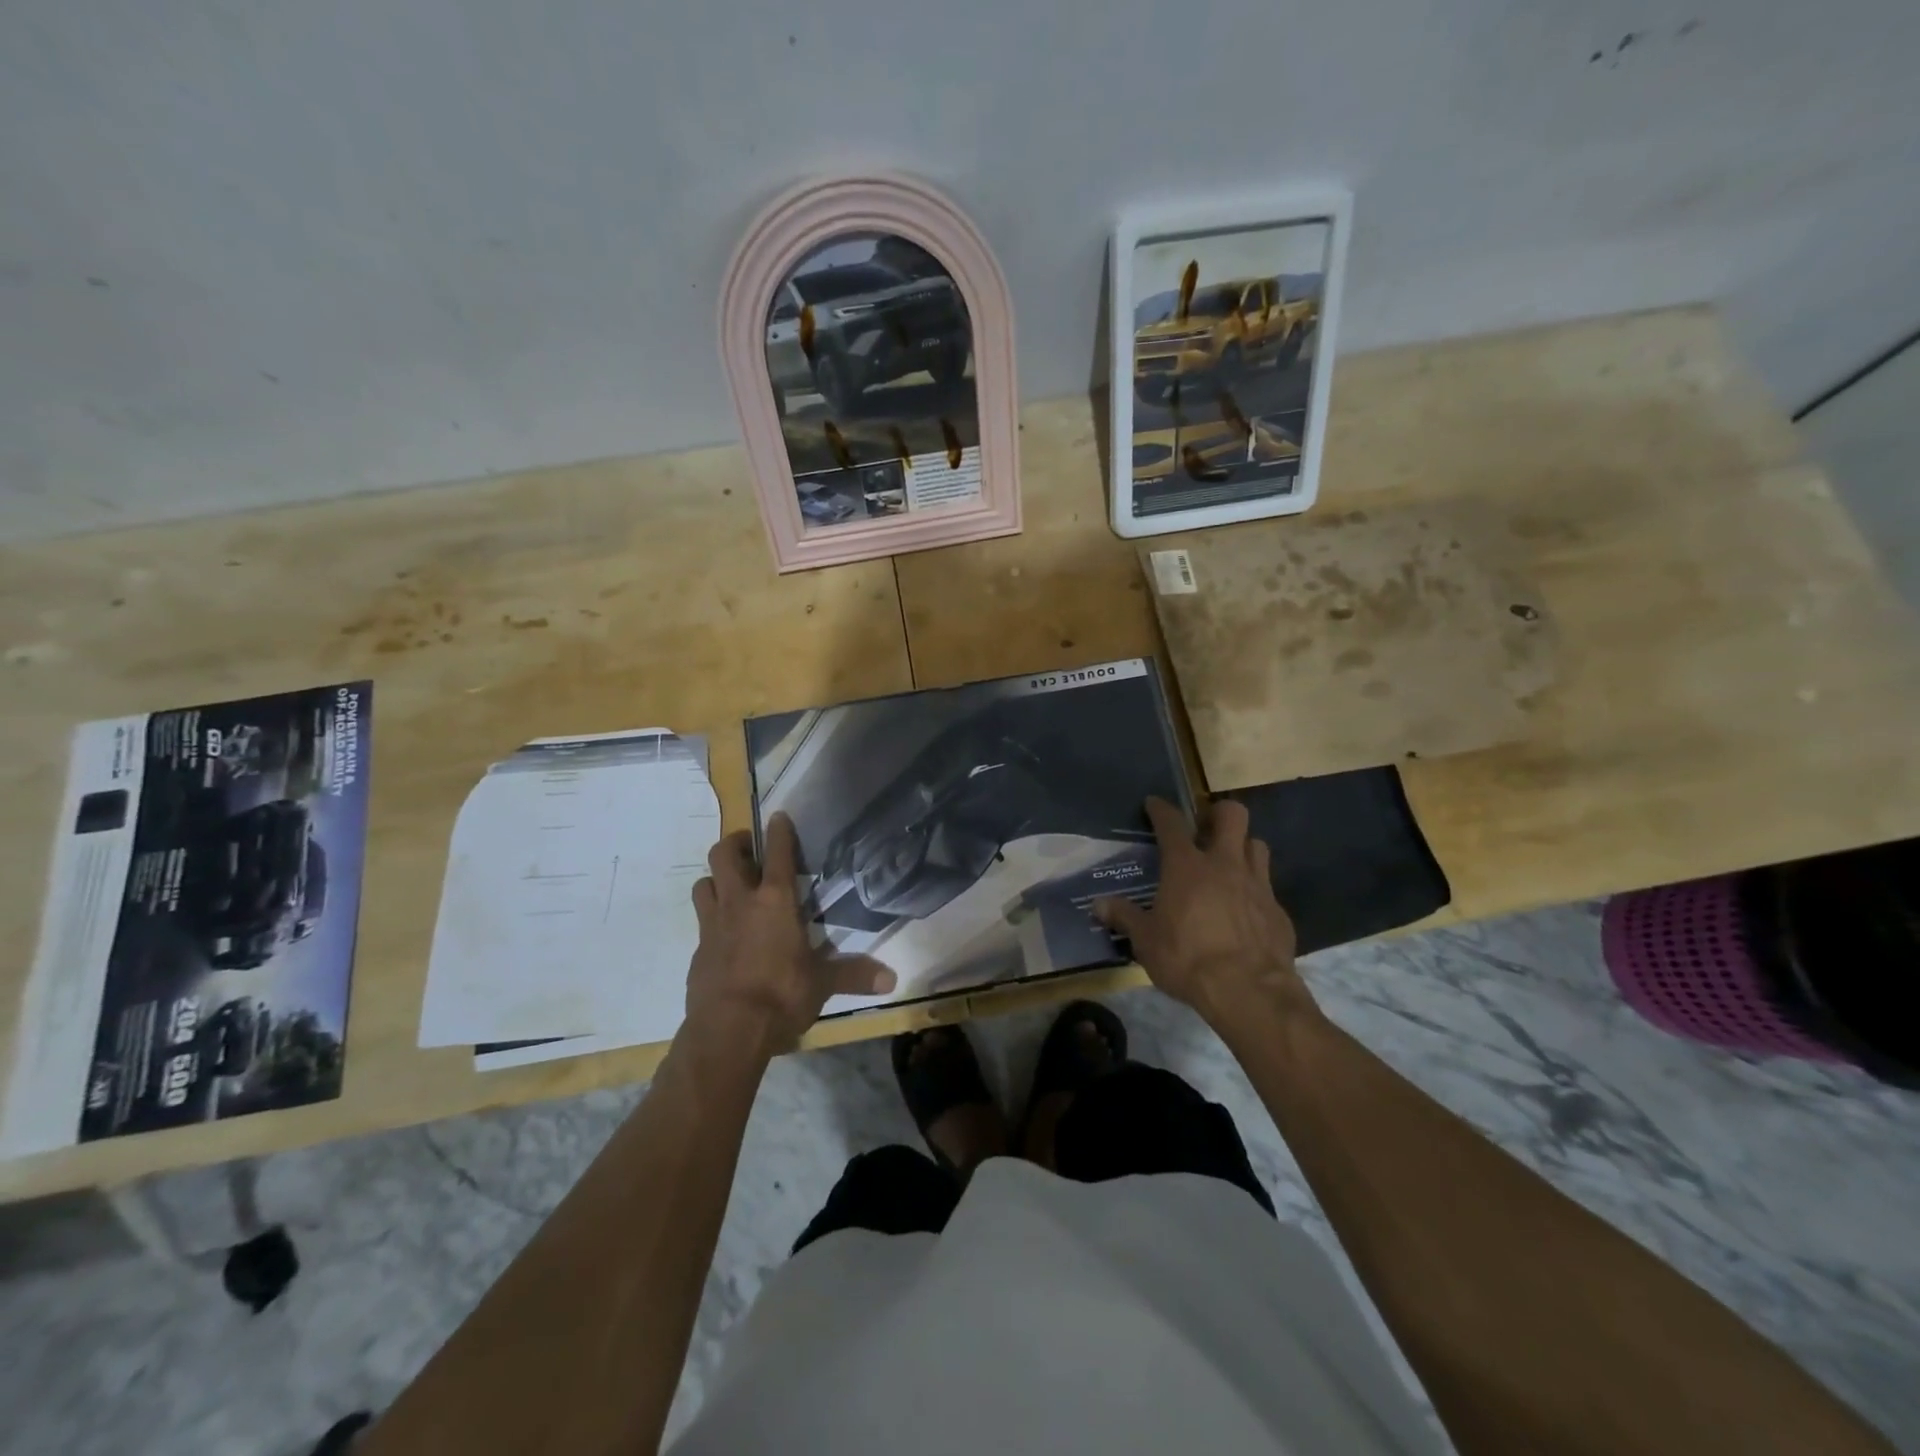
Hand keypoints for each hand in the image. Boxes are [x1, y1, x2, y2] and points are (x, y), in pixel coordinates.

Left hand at [684, 814, 895, 1056]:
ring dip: (717, 878)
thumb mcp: (822, 984)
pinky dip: (712, 918)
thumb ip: (854, 975)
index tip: (779, 816)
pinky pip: (702, 922)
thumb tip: (893, 979)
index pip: (778, 854)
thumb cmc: (781, 996)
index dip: (780, 832)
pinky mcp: (698, 951)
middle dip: (736, 844)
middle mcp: (740, 903)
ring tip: (732, 886)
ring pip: (704, 883)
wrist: (727, 1031)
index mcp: (775, 902)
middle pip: (724, 855)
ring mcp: (713, 925)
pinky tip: (726, 935)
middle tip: (751, 849)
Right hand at [1094, 797, 1310, 1024]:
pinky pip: (1267, 887)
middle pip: (1232, 814)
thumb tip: (1098, 904)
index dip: (1161, 809)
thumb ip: (1125, 917)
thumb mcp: (1146, 941)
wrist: (1249, 991)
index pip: (1171, 823)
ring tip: (1228, 864)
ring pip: (1256, 844)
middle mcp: (1224, 864)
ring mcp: (1257, 884)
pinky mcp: (1278, 910)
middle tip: (1204, 829)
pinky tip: (1244, 911)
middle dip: (1218, 813)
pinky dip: (1254, 891)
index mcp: (1186, 866)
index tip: (1154, 804)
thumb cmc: (1188, 958)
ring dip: (1242, 847)